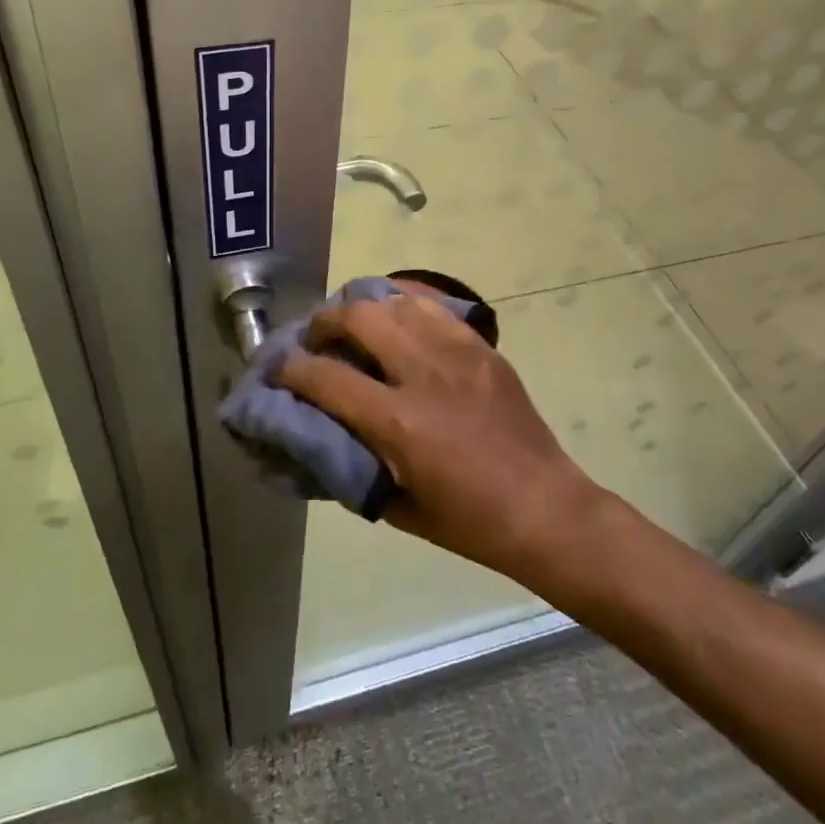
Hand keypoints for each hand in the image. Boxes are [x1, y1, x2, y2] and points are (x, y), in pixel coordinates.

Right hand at [275, 294, 602, 579]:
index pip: (326, 378)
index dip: (292, 370)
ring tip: (354, 322)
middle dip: (324, 322)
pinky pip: (436, 307)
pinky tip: (396, 312)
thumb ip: (356, 464)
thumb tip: (324, 434)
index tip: (279, 369)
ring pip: (396, 303)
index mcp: (398, 422)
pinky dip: (406, 302)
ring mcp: (457, 353)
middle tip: (315, 338)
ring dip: (364, 306)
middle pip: (359, 318)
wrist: (544, 507)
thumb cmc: (469, 521)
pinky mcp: (481, 346)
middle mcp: (423, 374)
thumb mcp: (397, 507)